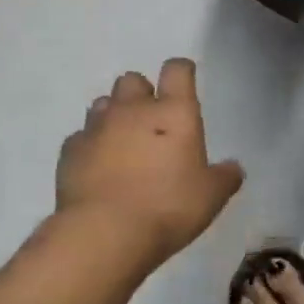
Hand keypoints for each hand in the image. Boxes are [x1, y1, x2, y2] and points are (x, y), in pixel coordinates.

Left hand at [56, 59, 244, 263]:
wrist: (104, 232)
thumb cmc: (168, 207)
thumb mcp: (211, 197)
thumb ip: (225, 177)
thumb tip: (233, 168)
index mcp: (174, 112)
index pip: (177, 70)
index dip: (182, 71)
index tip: (185, 81)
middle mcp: (133, 109)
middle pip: (133, 80)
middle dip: (142, 93)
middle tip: (152, 122)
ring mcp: (97, 127)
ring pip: (104, 103)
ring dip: (114, 115)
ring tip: (123, 142)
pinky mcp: (70, 150)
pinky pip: (81, 136)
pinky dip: (90, 145)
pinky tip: (97, 167)